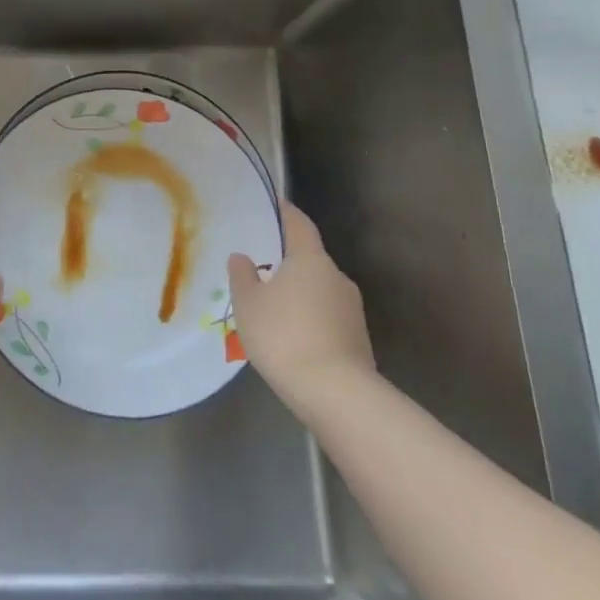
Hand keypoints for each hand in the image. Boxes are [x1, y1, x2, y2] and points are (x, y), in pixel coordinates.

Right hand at [228, 201, 374, 418]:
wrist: (336, 393)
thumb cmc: (284, 335)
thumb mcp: (248, 304)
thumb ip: (242, 276)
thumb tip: (242, 257)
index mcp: (310, 259)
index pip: (299, 224)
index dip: (285, 213)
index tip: (274, 205)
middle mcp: (336, 277)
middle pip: (310, 259)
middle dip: (288, 262)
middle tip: (262, 269)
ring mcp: (351, 309)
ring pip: (319, 290)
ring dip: (299, 293)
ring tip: (273, 309)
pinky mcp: (358, 338)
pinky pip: (327, 317)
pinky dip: (310, 318)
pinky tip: (292, 337)